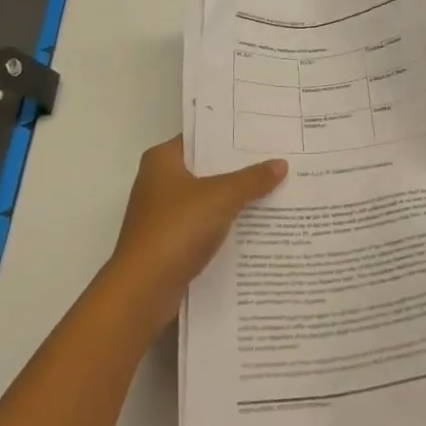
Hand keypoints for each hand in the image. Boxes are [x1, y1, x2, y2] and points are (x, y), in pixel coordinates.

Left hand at [105, 135, 285, 331]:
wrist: (144, 291)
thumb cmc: (177, 229)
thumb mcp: (221, 197)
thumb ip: (252, 179)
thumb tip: (281, 163)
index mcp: (162, 160)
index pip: (202, 137)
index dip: (231, 136)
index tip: (263, 134)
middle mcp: (158, 182)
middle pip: (206, 168)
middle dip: (239, 168)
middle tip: (277, 159)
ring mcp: (162, 215)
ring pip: (207, 199)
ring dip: (235, 198)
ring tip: (275, 189)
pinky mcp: (169, 243)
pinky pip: (204, 225)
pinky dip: (225, 224)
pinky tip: (256, 225)